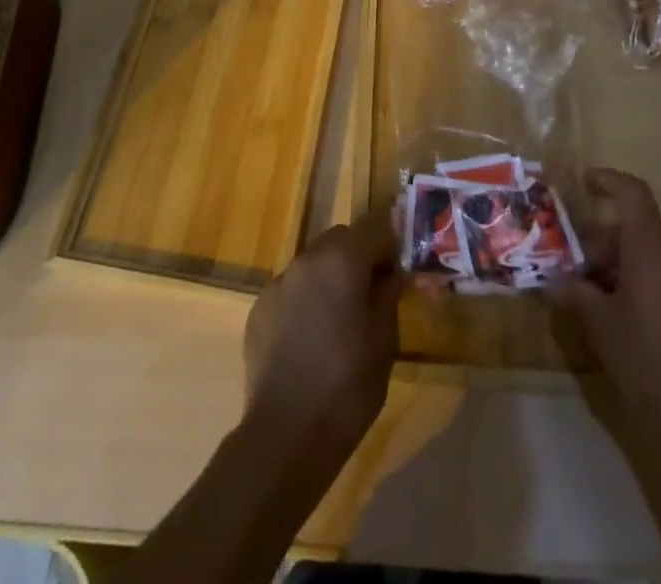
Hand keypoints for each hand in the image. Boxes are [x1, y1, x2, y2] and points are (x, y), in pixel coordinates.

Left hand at [244, 210, 404, 457]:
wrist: (285, 434)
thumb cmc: (347, 386)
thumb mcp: (384, 341)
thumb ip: (389, 295)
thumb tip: (394, 274)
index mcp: (341, 260)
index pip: (374, 225)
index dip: (391, 243)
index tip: (400, 271)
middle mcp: (306, 259)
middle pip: (340, 239)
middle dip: (360, 257)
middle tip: (374, 294)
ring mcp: (278, 282)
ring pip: (314, 263)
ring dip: (331, 277)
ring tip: (341, 320)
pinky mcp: (259, 308)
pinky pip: (292, 289)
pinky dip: (306, 300)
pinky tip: (311, 339)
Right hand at [550, 168, 660, 471]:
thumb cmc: (655, 364)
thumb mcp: (603, 329)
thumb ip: (575, 296)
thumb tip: (553, 281)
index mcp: (652, 250)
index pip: (632, 194)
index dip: (607, 181)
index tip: (582, 183)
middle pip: (631, 232)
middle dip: (595, 246)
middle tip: (565, 273)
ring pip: (644, 260)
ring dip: (612, 271)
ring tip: (583, 302)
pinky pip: (660, 283)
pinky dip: (633, 288)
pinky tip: (614, 324)